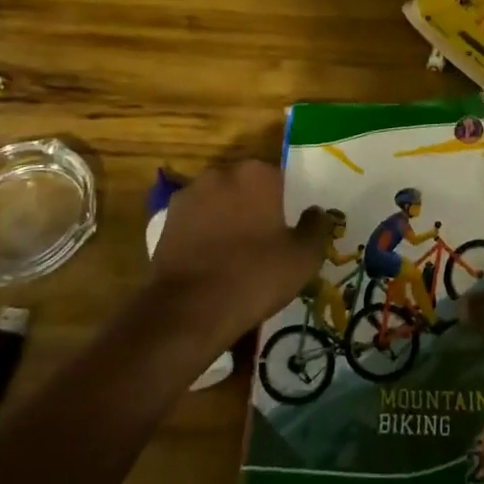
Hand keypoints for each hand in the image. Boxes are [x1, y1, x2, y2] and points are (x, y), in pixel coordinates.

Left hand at [146, 160, 328, 351]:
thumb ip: (317, 227)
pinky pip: (196, 221)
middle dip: (255, 207)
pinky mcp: (166, 220)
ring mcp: (189, 195)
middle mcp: (221, 173)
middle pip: (246, 187)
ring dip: (227, 218)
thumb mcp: (303, 257)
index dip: (285, 204)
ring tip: (235, 255)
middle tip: (263, 242)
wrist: (190, 310)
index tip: (288, 229)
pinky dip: (204, 234)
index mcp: (257, 174)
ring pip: (219, 202)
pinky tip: (211, 262)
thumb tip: (317, 212)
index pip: (280, 179)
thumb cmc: (255, 276)